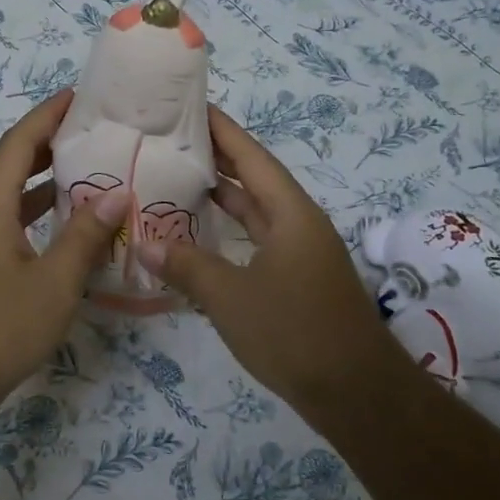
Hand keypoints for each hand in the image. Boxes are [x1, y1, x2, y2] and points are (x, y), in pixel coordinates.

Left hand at [0, 89, 129, 411]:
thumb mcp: (53, 283)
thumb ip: (85, 236)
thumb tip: (117, 192)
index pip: (17, 144)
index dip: (46, 115)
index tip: (78, 96)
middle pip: (11, 165)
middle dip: (48, 142)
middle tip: (92, 130)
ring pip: (11, 197)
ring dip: (44, 180)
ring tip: (87, 169)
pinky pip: (11, 224)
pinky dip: (38, 214)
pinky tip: (67, 227)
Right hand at [134, 106, 388, 405]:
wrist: (356, 394)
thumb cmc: (294, 332)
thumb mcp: (230, 297)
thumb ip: (186, 266)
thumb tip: (143, 242)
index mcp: (291, 213)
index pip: (252, 157)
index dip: (223, 130)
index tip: (192, 106)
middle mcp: (299, 224)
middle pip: (255, 179)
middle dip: (218, 158)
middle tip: (173, 140)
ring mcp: (300, 253)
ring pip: (257, 211)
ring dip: (223, 196)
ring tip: (179, 178)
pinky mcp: (297, 280)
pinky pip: (257, 240)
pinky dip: (230, 231)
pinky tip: (201, 236)